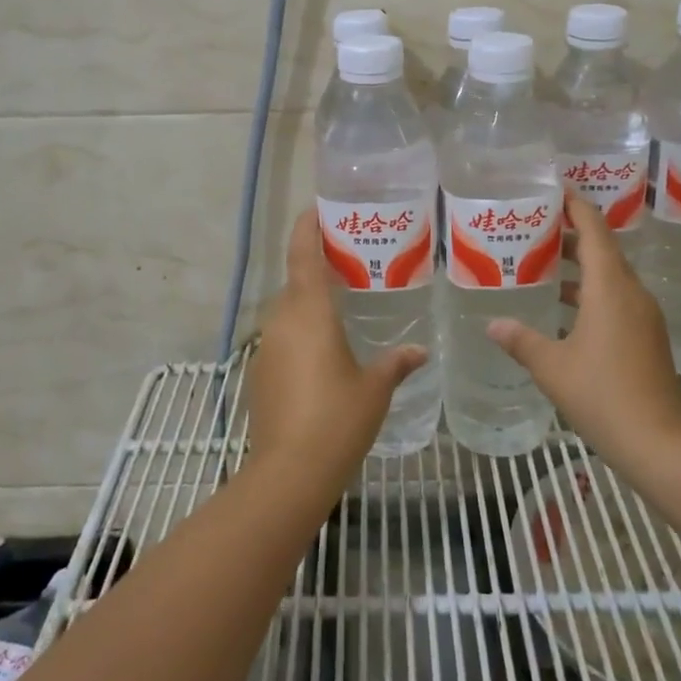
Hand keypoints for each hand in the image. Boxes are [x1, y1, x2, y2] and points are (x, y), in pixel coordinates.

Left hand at [246, 209, 427, 491]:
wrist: (288, 473)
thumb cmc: (337, 420)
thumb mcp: (375, 389)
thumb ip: (396, 362)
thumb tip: (419, 351)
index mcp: (309, 312)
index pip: (303, 253)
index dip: (307, 226)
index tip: (318, 208)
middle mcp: (282, 320)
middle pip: (295, 279)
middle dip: (317, 265)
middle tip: (350, 260)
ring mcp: (266, 346)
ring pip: (288, 309)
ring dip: (308, 301)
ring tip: (341, 303)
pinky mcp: (260, 372)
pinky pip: (282, 336)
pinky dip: (300, 331)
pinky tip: (323, 351)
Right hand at [487, 195, 680, 466]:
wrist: (659, 442)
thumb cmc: (602, 395)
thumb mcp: (551, 366)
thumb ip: (520, 340)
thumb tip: (492, 324)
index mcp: (610, 287)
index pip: (594, 229)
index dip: (575, 205)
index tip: (553, 189)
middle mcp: (631, 292)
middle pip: (603, 248)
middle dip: (571, 234)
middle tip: (534, 226)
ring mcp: (644, 315)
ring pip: (610, 275)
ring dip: (580, 265)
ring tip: (542, 262)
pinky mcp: (647, 336)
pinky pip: (617, 297)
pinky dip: (590, 291)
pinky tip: (564, 309)